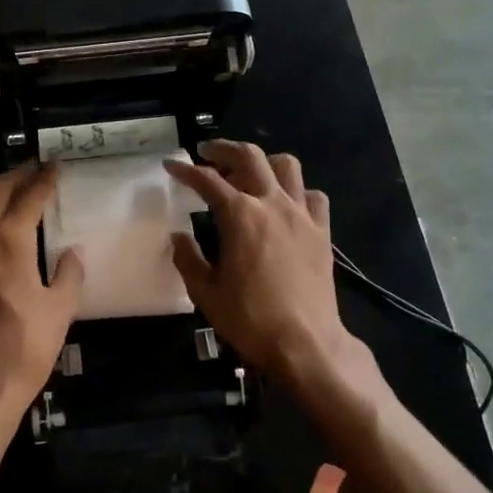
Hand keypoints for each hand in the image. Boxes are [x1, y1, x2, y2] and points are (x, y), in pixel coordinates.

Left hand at [0, 163, 83, 422]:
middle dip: (16, 177)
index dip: (44, 180)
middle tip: (33, 173)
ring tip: (3, 191)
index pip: (29, 197)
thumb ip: (69, 273)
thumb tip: (73, 252)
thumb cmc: (25, 347)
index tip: (54, 169)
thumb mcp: (60, 309)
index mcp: (9, 240)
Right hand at [166, 142, 377, 392]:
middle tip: (206, 153)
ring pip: (286, 166)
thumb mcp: (205, 292)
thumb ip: (188, 258)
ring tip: (248, 174)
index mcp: (240, 215)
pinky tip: (285, 204)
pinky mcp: (321, 231)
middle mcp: (272, 204)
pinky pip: (313, 196)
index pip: (206, 180)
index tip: (171, 165)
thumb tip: (179, 236)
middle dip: (223, 149)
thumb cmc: (250, 319)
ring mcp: (301, 214)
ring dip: (263, 162)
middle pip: (249, 157)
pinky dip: (297, 191)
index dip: (185, 169)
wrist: (306, 343)